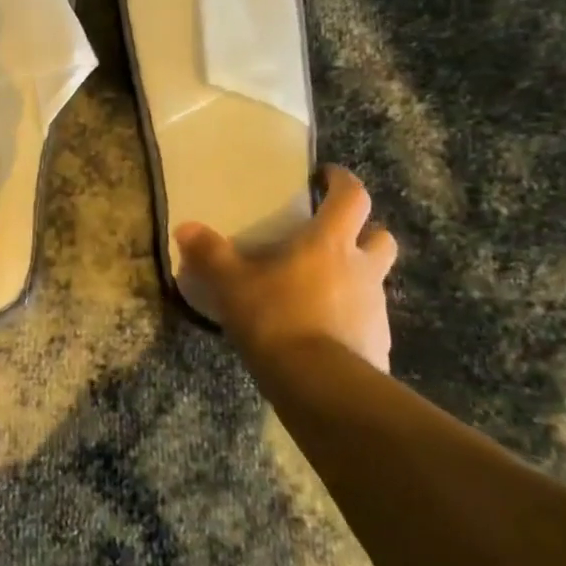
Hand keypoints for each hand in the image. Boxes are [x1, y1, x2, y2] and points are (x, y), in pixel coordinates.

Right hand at [175, 165, 398, 371]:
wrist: (322, 388)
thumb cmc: (278, 320)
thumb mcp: (232, 285)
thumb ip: (210, 254)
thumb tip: (184, 227)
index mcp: (331, 243)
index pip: (353, 197)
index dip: (342, 182)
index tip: (326, 177)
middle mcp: (362, 269)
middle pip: (381, 237)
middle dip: (364, 232)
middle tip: (332, 238)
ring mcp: (375, 309)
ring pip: (375, 280)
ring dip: (356, 277)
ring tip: (318, 290)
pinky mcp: (379, 344)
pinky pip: (368, 320)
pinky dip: (351, 318)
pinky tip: (323, 332)